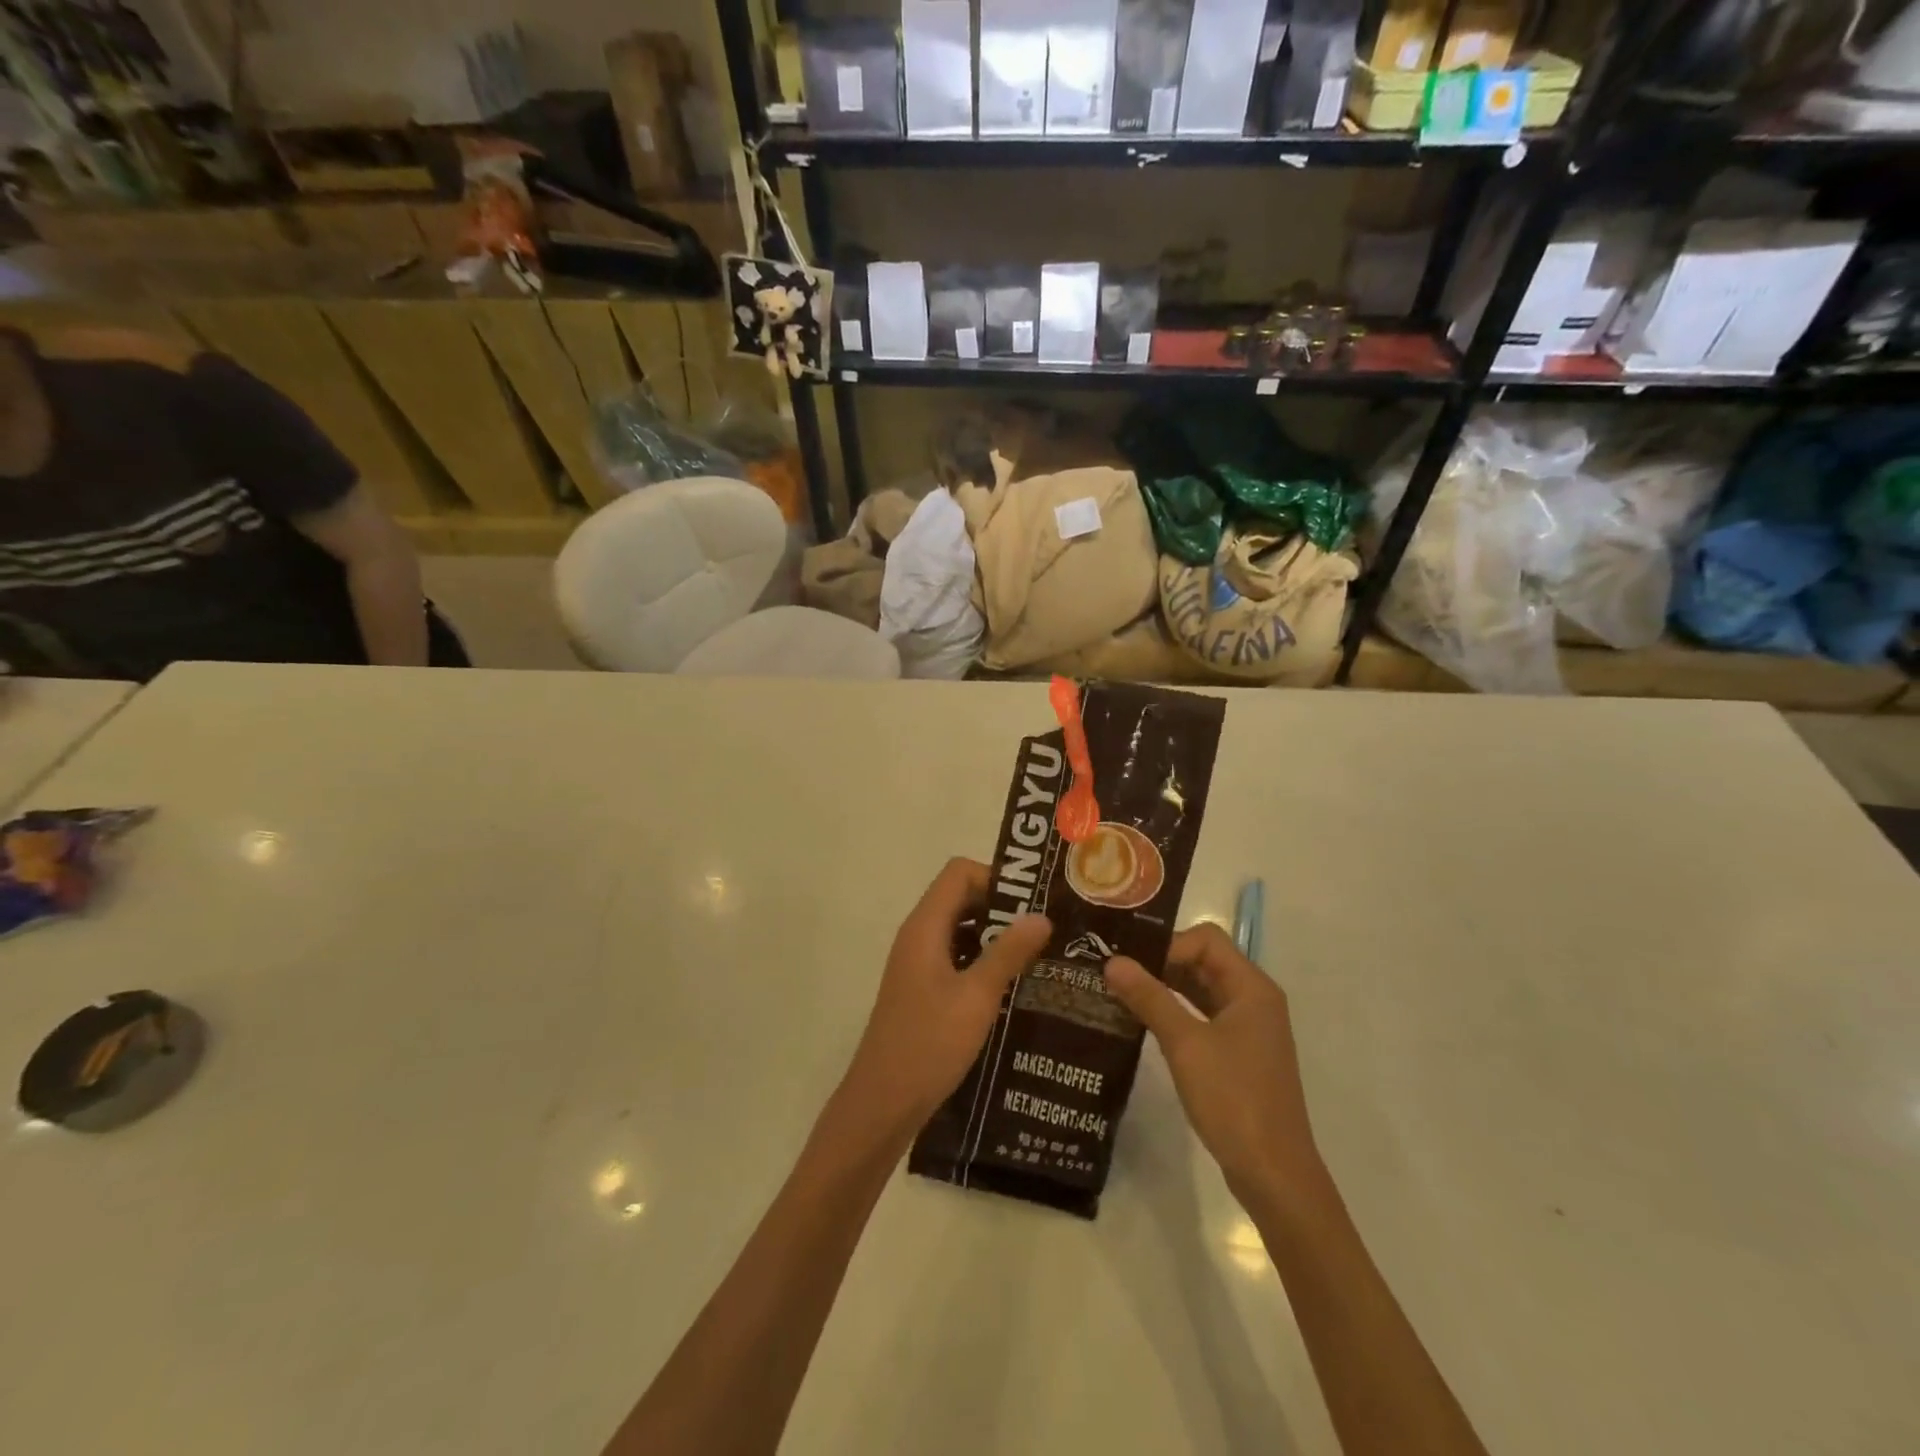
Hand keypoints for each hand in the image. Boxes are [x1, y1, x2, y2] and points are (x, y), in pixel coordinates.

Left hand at [839, 858, 1050, 1148]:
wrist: (883, 1103)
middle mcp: (918, 936)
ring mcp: (918, 963)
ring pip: (961, 929)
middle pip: (961, 897)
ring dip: (996, 935)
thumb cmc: (929, 1044)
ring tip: (1039, 954)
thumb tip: (1041, 916)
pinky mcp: (923, 988)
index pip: (959, 872)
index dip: (996, 878)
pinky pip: (957, 957)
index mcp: (925, 927)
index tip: (1033, 902)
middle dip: (1003, 906)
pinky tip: (1014, 984)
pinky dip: (984, 960)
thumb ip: (1008, 953)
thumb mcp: (977, 997)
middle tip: (1045, 927)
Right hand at [1104, 923, 1326, 1210]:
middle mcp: (1253, 999)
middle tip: (1115, 971)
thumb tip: (1112, 961)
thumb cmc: (1234, 1100)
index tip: (1131, 965)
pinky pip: (1202, 1016)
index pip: (1205, 940)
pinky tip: (1142, 1021)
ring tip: (1120, 991)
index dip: (1167, 945)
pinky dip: (1174, 1012)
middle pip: (1203, 961)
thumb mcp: (1185, 1044)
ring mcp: (1247, 1028)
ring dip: (1164, 988)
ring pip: (1201, 989)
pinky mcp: (1238, 1053)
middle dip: (1160, 962)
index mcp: (1251, 988)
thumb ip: (1149, 998)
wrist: (1274, 1174)